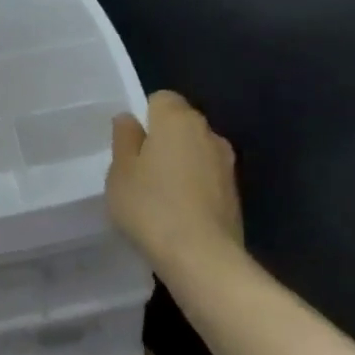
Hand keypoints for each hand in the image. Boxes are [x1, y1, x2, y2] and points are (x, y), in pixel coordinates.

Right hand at [106, 92, 243, 273]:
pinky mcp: (234, 191)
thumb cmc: (150, 206)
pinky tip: (178, 212)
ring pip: (196, 151)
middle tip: (139, 172)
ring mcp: (226, 162)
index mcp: (177, 120)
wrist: (201, 255)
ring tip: (158, 195)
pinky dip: (193, 186)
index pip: (161, 99)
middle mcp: (208, 133)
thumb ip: (124, 140)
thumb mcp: (120, 172)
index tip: (130, 145)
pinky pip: (206, 176)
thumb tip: (129, 118)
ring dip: (179, 164)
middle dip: (162, 140)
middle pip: (181, 124)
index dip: (144, 117)